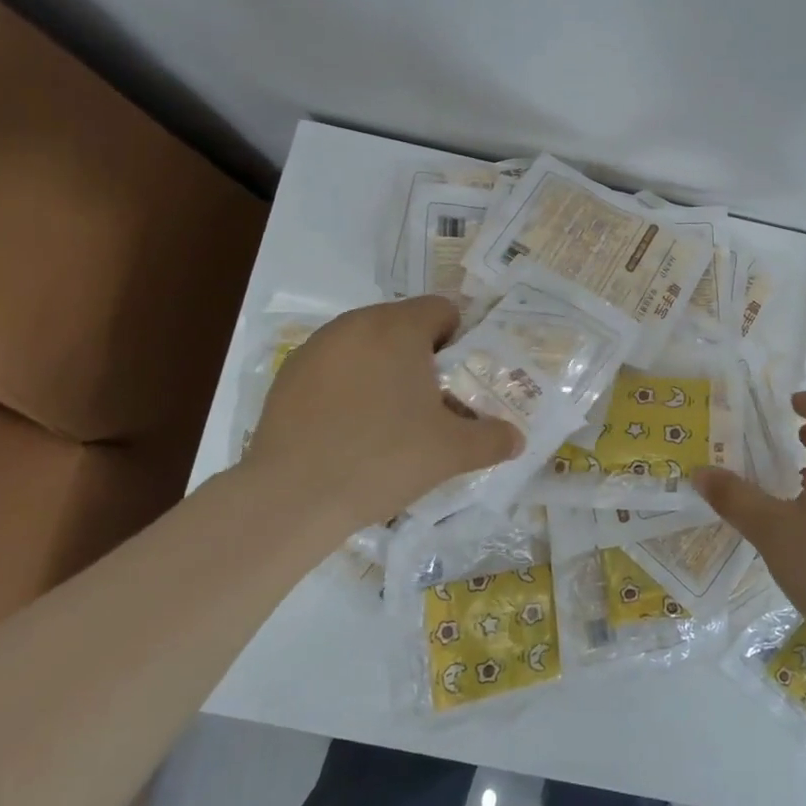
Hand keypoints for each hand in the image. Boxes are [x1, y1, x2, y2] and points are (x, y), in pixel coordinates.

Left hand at [241, 296, 522, 539]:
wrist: (292, 496)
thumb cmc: (383, 458)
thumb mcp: (451, 452)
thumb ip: (492, 439)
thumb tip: (517, 438)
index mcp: (399, 328)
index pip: (442, 309)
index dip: (459, 341)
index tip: (458, 382)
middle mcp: (356, 323)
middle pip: (403, 325)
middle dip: (422, 357)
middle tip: (430, 404)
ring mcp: (317, 347)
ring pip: (367, 344)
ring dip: (384, 368)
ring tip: (388, 419)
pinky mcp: (289, 374)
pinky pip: (334, 366)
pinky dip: (349, 385)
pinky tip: (348, 428)